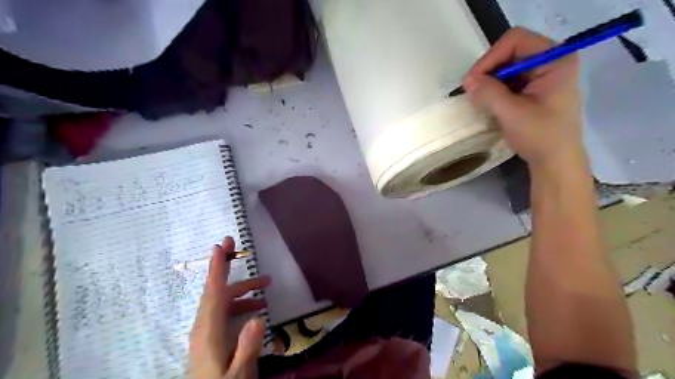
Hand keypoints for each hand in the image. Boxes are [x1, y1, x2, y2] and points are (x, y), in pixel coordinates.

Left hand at [188, 237, 270, 378]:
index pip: (213, 293)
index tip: (220, 246)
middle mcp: (204, 327)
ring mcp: (206, 332)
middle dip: (226, 267)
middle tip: (234, 245)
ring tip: (267, 285)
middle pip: (216, 290)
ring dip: (243, 290)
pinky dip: (240, 304)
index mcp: (208, 332)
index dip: (218, 268)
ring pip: (223, 301)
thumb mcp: (239, 374)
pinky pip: (224, 312)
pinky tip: (256, 309)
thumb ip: (247, 347)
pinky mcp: (210, 337)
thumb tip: (258, 318)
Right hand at [465, 27, 585, 170]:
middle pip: (510, 51)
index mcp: (555, 59)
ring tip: (478, 99)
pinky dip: (495, 89)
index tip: (472, 81)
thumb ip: (489, 93)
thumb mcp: (512, 113)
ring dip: (490, 81)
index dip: (490, 57)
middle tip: (472, 90)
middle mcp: (551, 60)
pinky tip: (488, 102)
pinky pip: (509, 80)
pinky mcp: (535, 87)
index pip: (516, 41)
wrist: (555, 160)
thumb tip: (467, 81)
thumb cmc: (540, 136)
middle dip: (488, 70)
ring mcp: (543, 74)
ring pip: (507, 66)